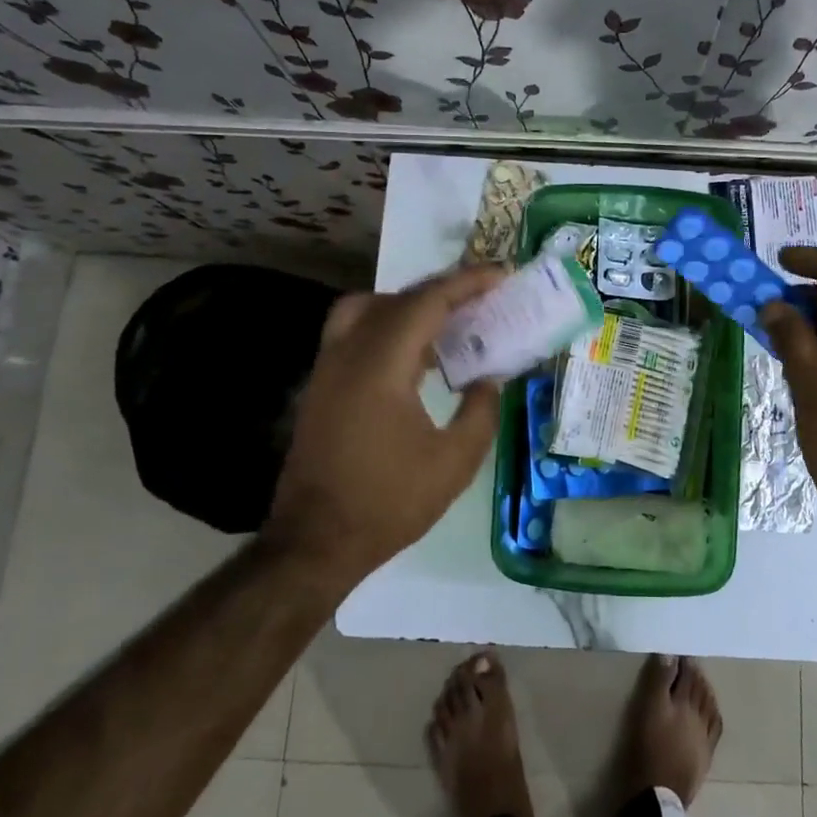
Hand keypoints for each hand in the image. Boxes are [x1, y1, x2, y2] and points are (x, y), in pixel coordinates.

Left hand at [267, 264, 506, 584]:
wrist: (315, 542)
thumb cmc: (389, 503)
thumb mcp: (454, 463)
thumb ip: (480, 412)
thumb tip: (488, 380)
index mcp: (382, 365)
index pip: (427, 302)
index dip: (467, 283)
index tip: (501, 274)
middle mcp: (349, 353)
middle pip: (398, 298)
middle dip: (443, 289)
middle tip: (482, 296)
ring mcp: (328, 368)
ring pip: (368, 309)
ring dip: (410, 305)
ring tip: (447, 322)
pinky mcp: (321, 385)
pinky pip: (355, 332)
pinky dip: (388, 326)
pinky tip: (415, 356)